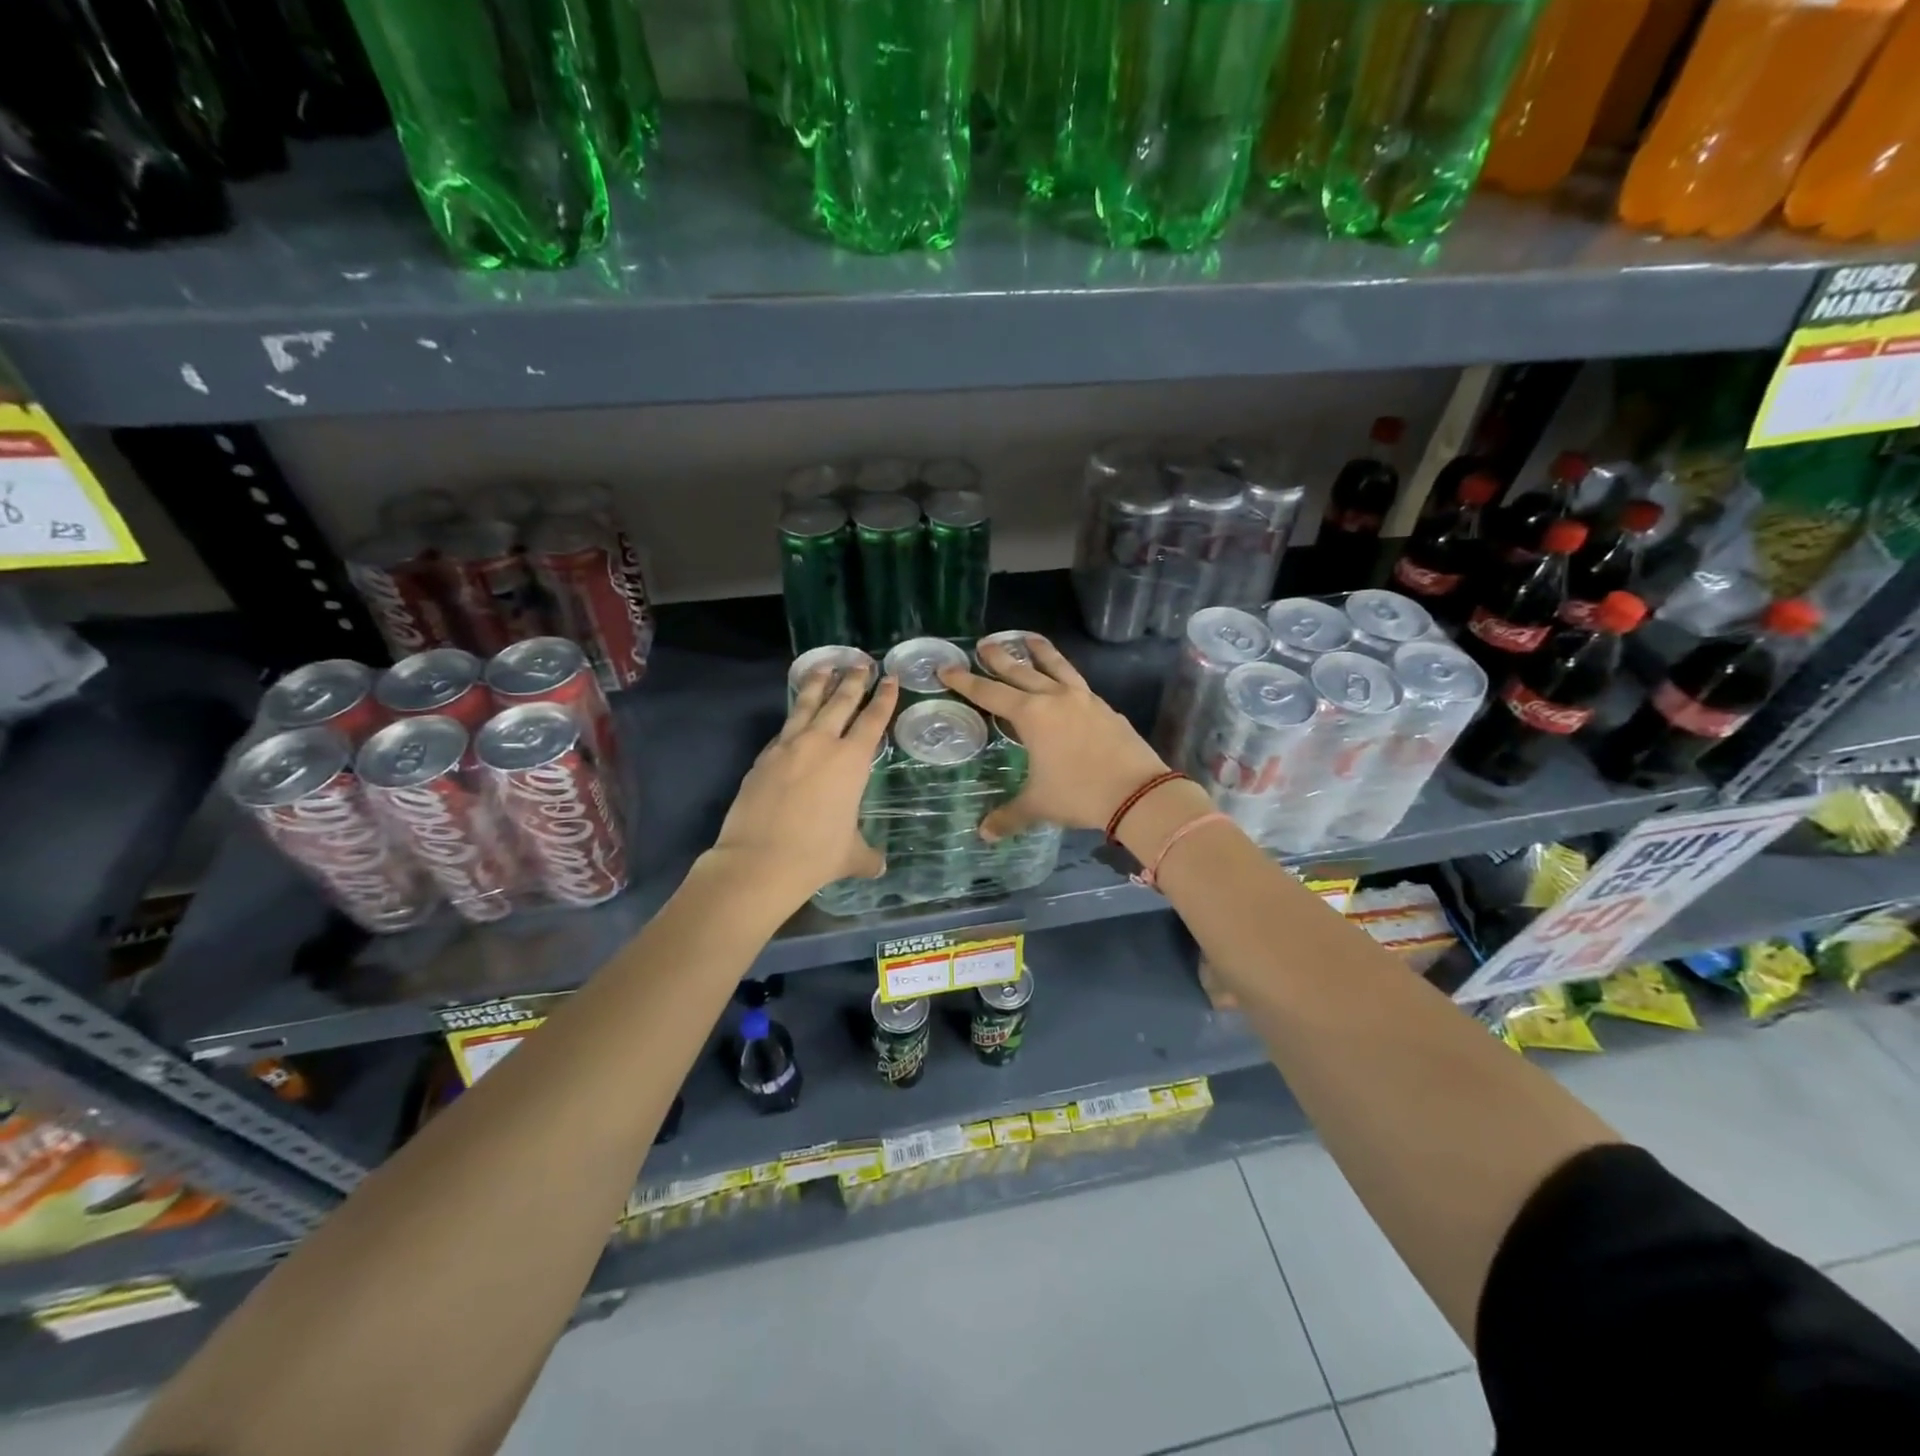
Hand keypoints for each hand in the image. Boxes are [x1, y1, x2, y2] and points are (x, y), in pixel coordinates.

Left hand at [710, 668, 898, 904]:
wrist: (759, 861)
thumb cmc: (816, 855)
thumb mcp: (850, 856)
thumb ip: (867, 855)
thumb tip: (879, 866)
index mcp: (850, 762)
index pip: (872, 720)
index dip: (884, 698)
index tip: (889, 678)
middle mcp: (820, 744)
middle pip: (840, 702)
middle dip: (853, 680)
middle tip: (860, 662)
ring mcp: (788, 747)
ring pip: (806, 704)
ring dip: (818, 683)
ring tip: (825, 666)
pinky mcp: (763, 757)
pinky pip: (784, 728)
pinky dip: (794, 715)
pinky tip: (796, 715)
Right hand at [937, 636, 1171, 840]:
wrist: (1138, 791)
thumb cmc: (1079, 793)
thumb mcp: (1039, 805)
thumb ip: (1009, 816)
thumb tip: (984, 833)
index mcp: (1032, 715)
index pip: (990, 693)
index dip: (966, 681)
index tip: (947, 668)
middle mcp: (1055, 698)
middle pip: (1021, 671)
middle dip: (999, 657)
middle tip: (984, 643)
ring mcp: (1084, 699)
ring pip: (1056, 667)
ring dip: (1040, 652)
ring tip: (1028, 638)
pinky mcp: (1106, 708)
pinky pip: (1078, 683)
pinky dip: (1065, 675)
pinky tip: (1065, 681)